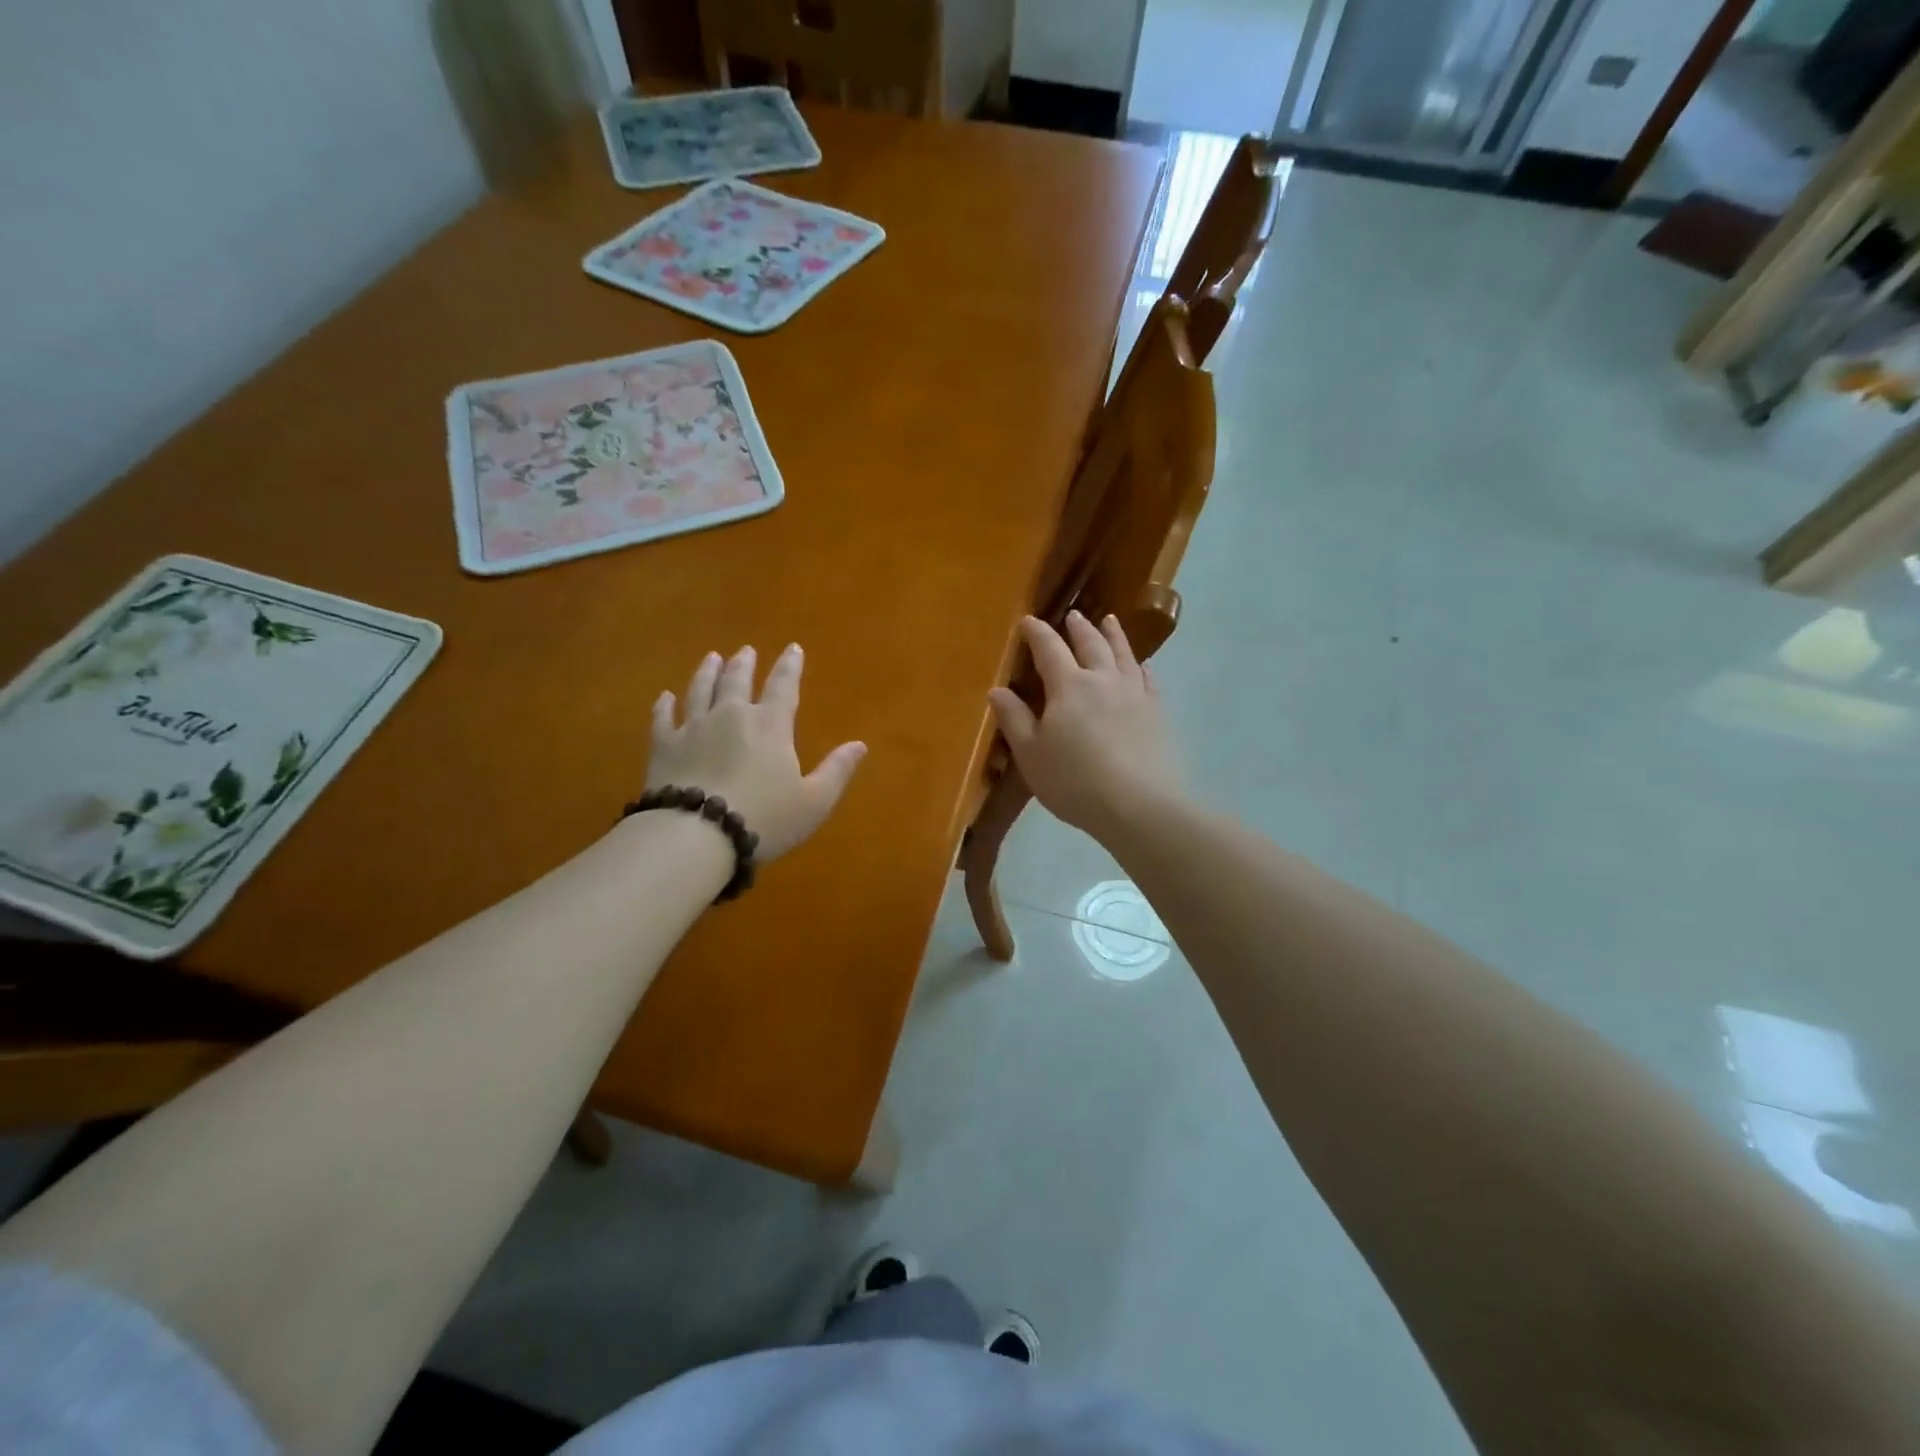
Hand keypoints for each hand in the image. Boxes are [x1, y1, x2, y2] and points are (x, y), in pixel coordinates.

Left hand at [648, 644, 865, 862]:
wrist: (697, 835)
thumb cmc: (764, 819)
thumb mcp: (814, 801)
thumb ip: (837, 770)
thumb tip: (859, 744)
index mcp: (770, 725)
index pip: (783, 686)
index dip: (790, 666)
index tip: (793, 648)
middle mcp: (731, 716)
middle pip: (737, 681)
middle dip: (744, 664)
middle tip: (746, 651)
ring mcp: (693, 728)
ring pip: (700, 690)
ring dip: (707, 672)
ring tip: (712, 658)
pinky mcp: (663, 747)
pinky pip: (663, 719)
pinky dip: (664, 705)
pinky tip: (665, 697)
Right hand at [988, 612, 1180, 840]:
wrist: (1137, 805)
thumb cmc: (1074, 781)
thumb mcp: (1031, 754)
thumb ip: (1014, 719)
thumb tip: (997, 690)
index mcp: (1068, 686)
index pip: (1049, 649)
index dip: (1037, 633)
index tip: (1028, 621)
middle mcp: (1102, 679)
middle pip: (1091, 644)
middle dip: (1078, 628)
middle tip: (1073, 616)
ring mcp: (1134, 693)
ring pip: (1123, 654)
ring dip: (1114, 635)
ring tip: (1110, 621)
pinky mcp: (1156, 712)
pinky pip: (1148, 679)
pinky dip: (1142, 667)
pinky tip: (1142, 666)